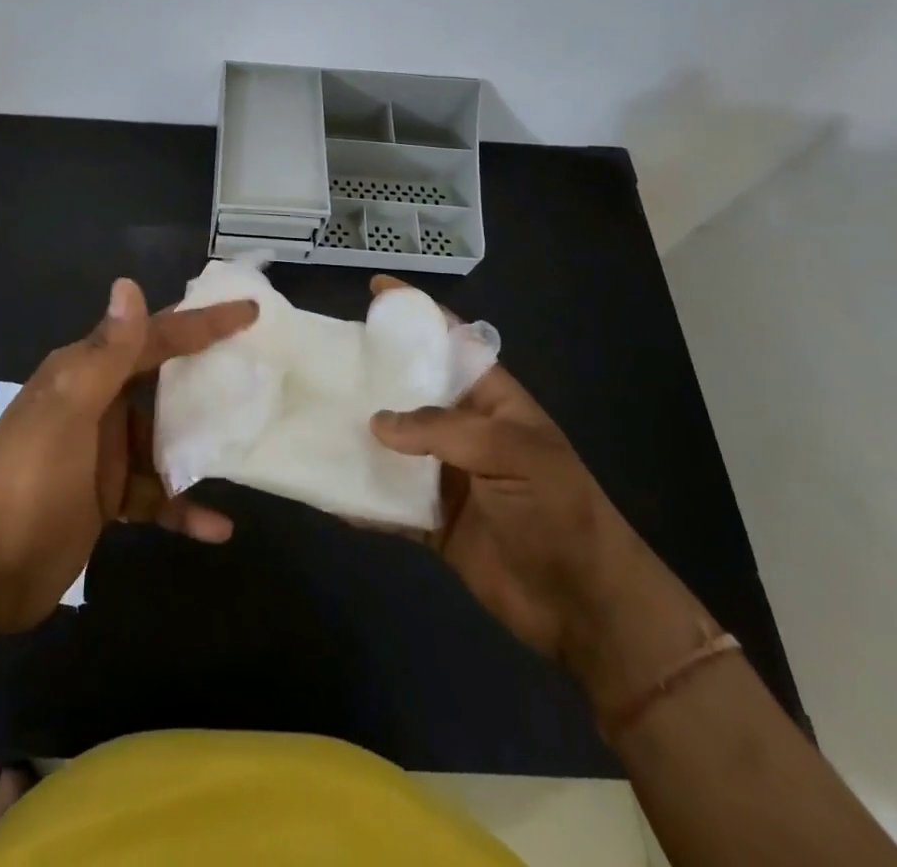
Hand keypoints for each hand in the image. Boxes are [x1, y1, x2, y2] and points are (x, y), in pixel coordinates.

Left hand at [0, 278, 256, 632]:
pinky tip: (218, 526)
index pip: (152, 336)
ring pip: (164, 437)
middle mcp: (96, 402)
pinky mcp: (107, 496)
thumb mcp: (68, 412)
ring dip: (200, 444)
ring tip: (248, 444)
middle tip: (259, 370)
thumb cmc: (28, 482)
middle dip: (207, 375)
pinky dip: (183, 506)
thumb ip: (106, 354)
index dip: (200, 322)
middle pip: (163, 380)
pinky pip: (155, 493)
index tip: (248, 312)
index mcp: (85, 373)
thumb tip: (128, 284)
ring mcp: (103, 451)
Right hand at [366, 277, 710, 709]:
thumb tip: (376, 422)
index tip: (375, 290)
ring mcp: (445, 474)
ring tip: (312, 416)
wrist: (585, 607)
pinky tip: (328, 489)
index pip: (451, 342)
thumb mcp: (512, 452)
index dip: (417, 313)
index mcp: (490, 400)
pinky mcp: (431, 519)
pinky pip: (387, 501)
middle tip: (324, 357)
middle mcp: (462, 430)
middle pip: (409, 390)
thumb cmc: (557, 510)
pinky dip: (359, 497)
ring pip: (391, 444)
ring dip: (357, 435)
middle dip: (371, 373)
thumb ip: (443, 430)